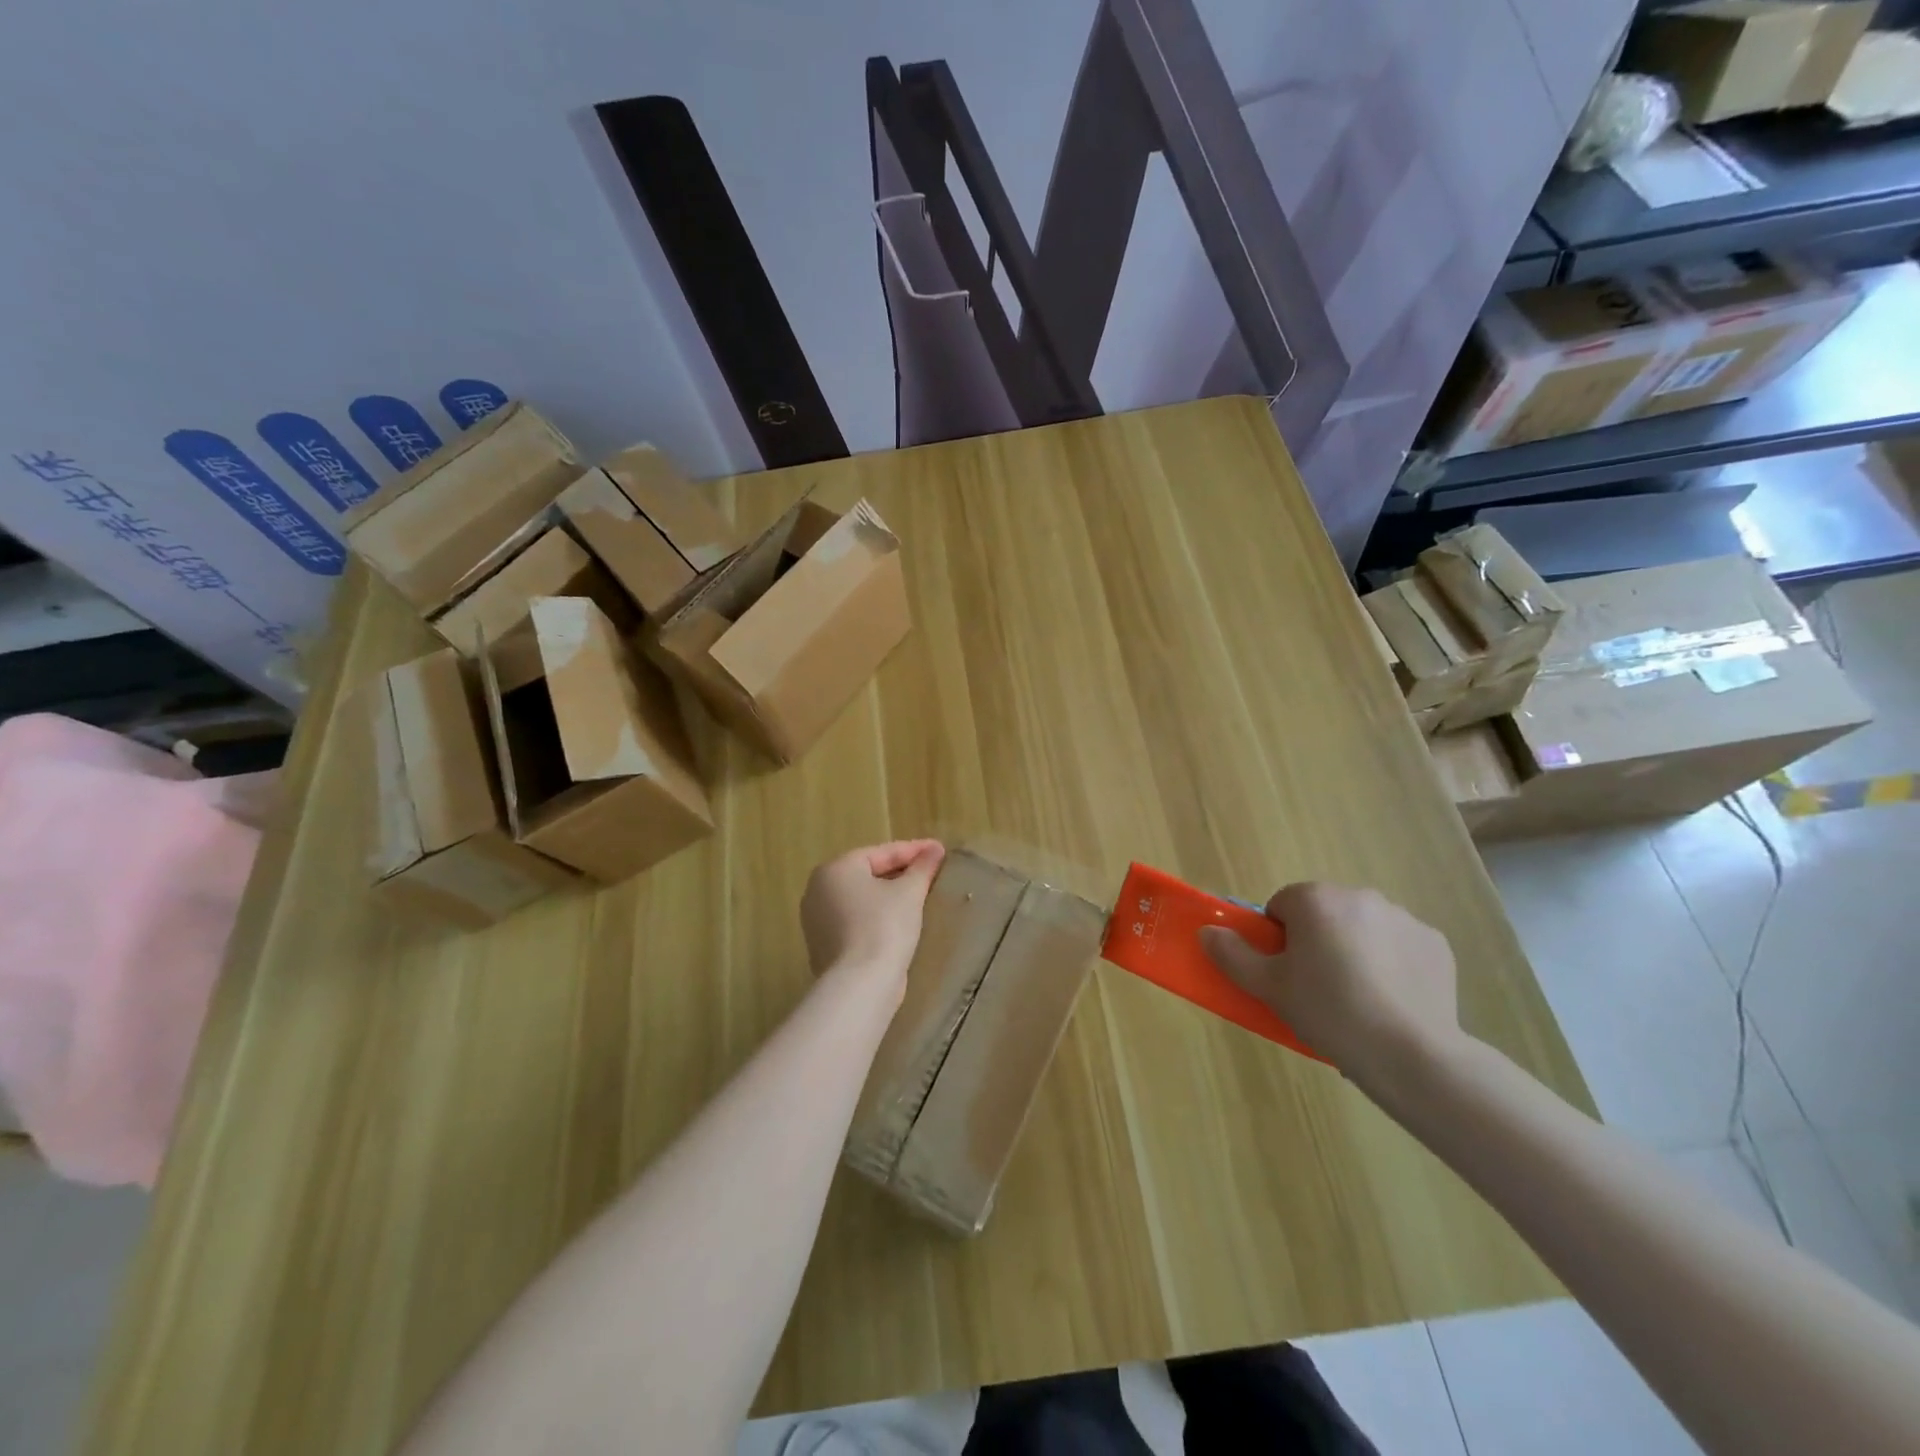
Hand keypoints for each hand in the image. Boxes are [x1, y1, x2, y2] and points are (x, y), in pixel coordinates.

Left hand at [800, 840, 945, 997]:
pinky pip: (854, 922)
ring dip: (888, 896)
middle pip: (867, 874)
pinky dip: (875, 918)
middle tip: (929, 872)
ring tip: (918, 896)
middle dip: (900, 872)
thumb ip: (923, 868)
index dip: (914, 850)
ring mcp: (816, 921)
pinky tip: (898, 924)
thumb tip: (936, 850)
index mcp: (835, 869)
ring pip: (860, 900)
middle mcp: (817, 890)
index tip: (939, 851)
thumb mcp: (909, 892)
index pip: (881, 852)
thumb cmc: (884, 927)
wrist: (860, 985)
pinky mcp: (823, 947)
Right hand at [1200, 882, 1459, 1090]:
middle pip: (1324, 914)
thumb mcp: (1268, 987)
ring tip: (1357, 999)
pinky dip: (1393, 965)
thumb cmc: (1328, 1011)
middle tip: (1316, 988)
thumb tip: (1207, 932)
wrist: (1410, 1053)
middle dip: (1317, 941)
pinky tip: (1391, 1001)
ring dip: (1355, 950)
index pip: (1282, 905)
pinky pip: (1400, 946)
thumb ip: (1232, 954)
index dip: (1278, 939)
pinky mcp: (1435, 944)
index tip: (1286, 973)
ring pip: (1362, 928)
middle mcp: (1359, 896)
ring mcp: (1402, 918)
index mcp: (1314, 899)